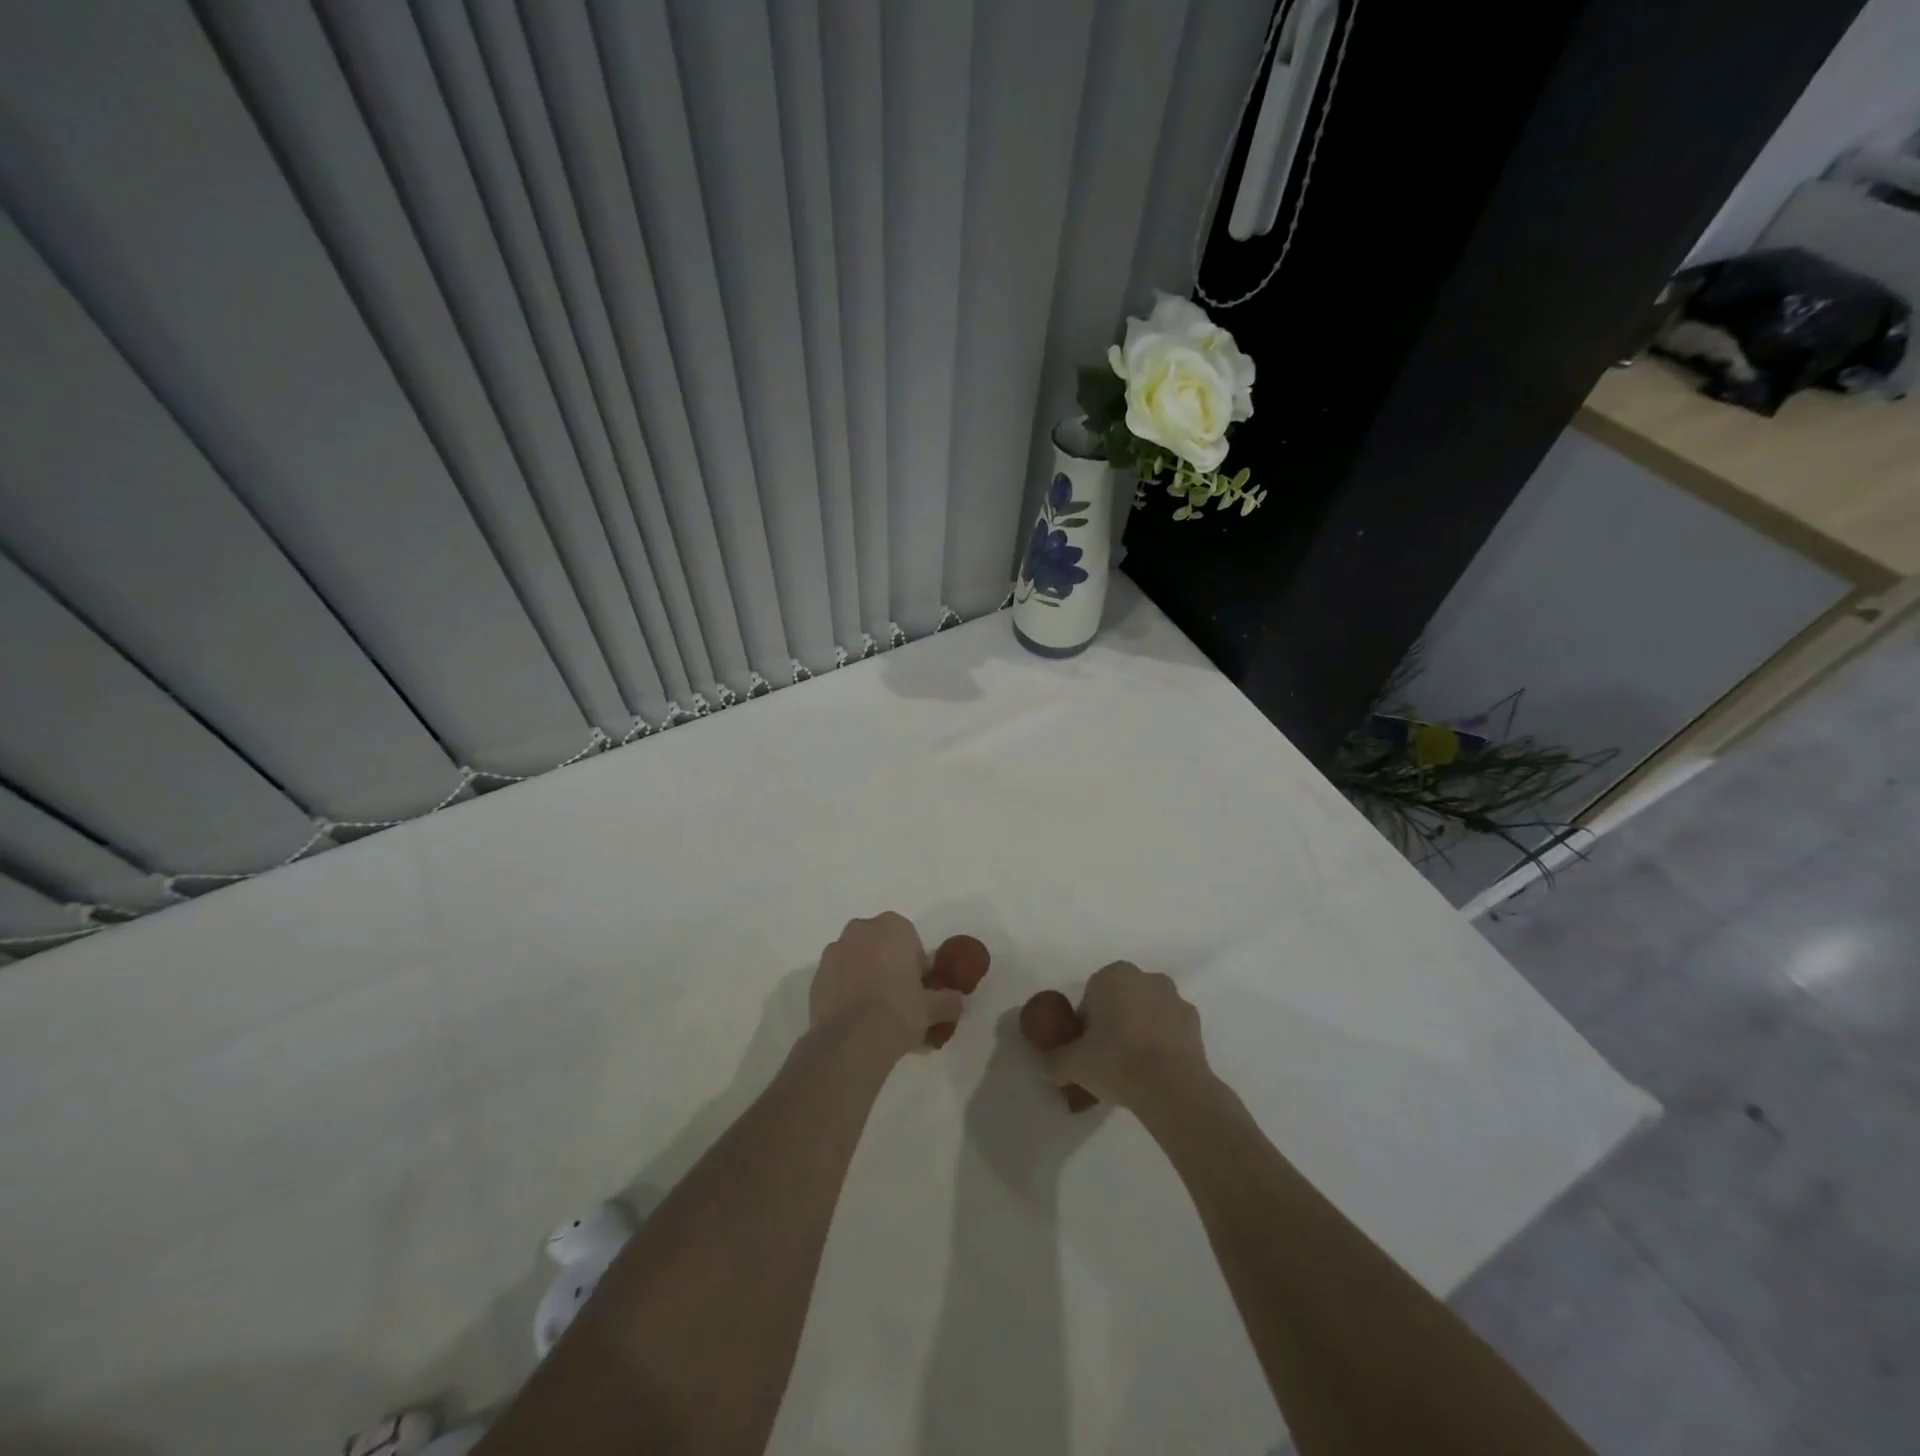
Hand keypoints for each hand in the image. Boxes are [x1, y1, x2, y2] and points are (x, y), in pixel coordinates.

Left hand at [810, 913, 965, 1060]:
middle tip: (898, 997)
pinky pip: (838, 977)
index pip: (910, 940)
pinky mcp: (816, 975)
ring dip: (865, 974)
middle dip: (888, 964)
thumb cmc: (898, 1011)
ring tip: (873, 1010)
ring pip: (856, 959)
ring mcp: (834, 951)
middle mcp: (860, 930)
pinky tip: (854, 1016)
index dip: (915, 964)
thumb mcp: (933, 1008)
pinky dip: (845, 989)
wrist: (850, 1040)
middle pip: (880, 944)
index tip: (918, 988)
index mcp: (892, 927)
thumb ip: (949, 1001)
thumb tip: (958, 1002)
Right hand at [1045, 961, 1212, 1112]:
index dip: (1085, 1024)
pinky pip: (1170, 1029)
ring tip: (1133, 1069)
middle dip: (1113, 1023)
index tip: (1085, 1050)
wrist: (1173, 1088)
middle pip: (1120, 1000)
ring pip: (1147, 1012)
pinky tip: (1155, 1072)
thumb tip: (1048, 1065)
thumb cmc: (1117, 1062)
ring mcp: (1175, 998)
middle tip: (1106, 1059)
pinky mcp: (1196, 1023)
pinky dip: (1162, 1043)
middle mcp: (1145, 977)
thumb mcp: (1072, 1064)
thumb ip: (1055, 1060)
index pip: (1091, 995)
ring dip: (1140, 1031)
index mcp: (1113, 975)